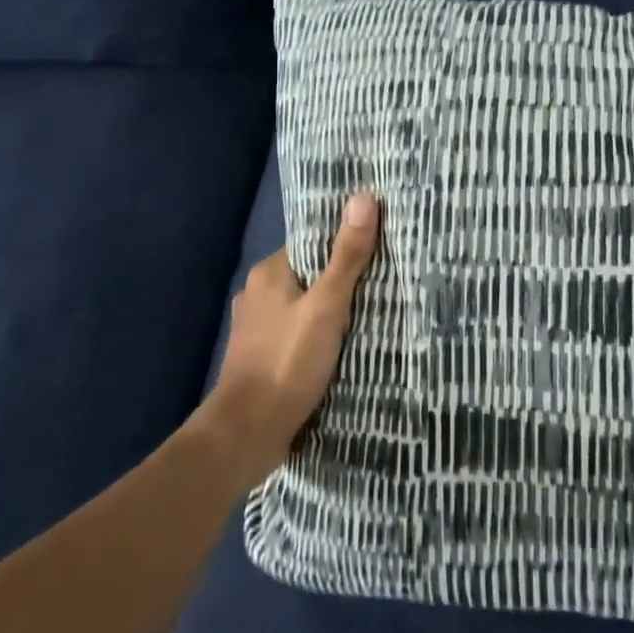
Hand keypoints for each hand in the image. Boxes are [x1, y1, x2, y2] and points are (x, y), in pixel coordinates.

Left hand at [200, 192, 380, 481]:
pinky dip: (319, 333)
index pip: (313, 243)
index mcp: (269, 272)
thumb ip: (347, 255)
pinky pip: (298, 332)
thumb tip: (363, 196)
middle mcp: (258, 294)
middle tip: (387, 279)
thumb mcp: (327, 306)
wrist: (246, 435)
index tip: (382, 245)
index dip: (345, 242)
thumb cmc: (287, 362)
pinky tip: (344, 344)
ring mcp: (257, 328)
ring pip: (304, 305)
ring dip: (332, 309)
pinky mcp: (262, 357)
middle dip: (343, 278)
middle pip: (310, 274)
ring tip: (373, 310)